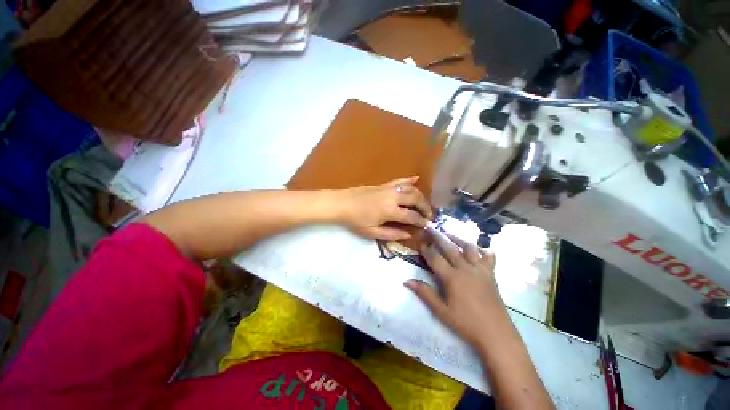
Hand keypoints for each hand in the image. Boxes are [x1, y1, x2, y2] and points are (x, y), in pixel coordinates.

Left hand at [338, 177, 432, 240]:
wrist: (341, 203)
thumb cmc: (355, 220)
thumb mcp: (372, 232)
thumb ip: (392, 234)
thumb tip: (409, 235)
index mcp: (390, 210)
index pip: (412, 216)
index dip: (422, 221)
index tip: (428, 225)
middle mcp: (393, 196)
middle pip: (416, 199)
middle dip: (425, 207)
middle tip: (429, 215)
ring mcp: (388, 188)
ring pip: (410, 188)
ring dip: (420, 195)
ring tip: (424, 203)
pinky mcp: (384, 184)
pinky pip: (399, 180)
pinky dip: (409, 179)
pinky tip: (417, 179)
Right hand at [405, 226, 507, 346]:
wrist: (496, 334)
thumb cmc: (466, 323)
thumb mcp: (441, 311)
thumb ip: (424, 293)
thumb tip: (406, 281)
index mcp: (452, 278)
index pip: (435, 258)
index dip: (426, 249)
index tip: (420, 241)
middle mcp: (465, 269)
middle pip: (450, 248)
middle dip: (438, 236)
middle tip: (430, 227)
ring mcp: (480, 270)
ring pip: (469, 247)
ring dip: (458, 238)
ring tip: (449, 233)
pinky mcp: (491, 274)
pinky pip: (488, 256)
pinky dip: (483, 250)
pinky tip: (478, 248)